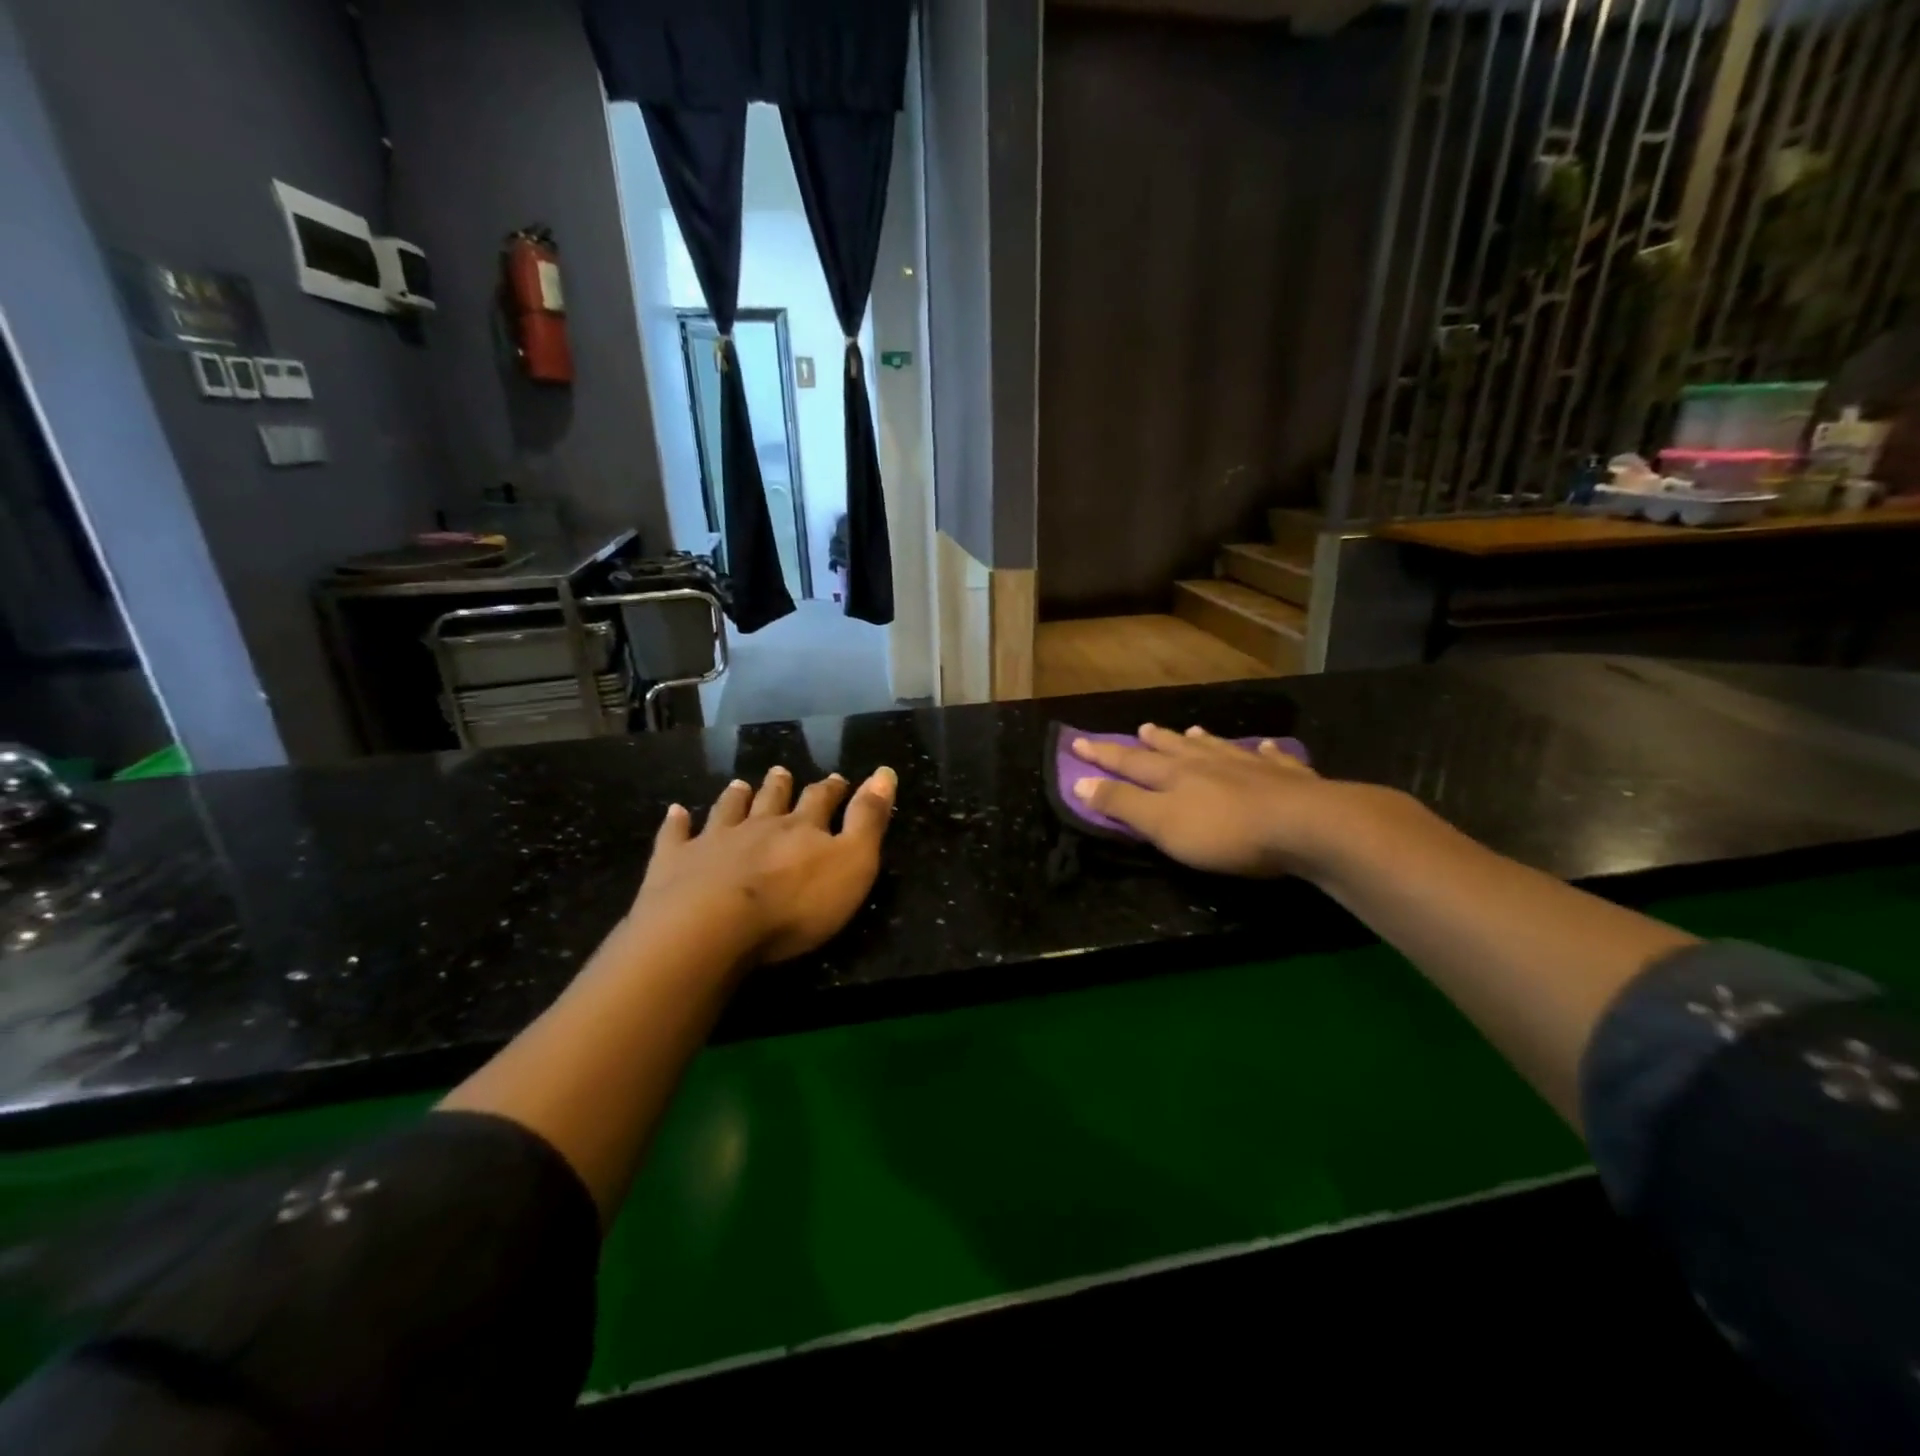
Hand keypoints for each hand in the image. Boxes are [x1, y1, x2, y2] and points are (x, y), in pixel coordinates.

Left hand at [631, 765, 895, 966]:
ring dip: (736, 798)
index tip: (837, 779)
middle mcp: (758, 826)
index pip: (821, 801)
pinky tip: (675, 812)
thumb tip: (885, 772)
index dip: (831, 790)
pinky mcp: (674, 863)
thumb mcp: (852, 863)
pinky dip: (677, 823)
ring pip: (727, 811)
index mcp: (801, 829)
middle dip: (780, 786)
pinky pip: (675, 836)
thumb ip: (868, 820)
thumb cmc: (794, 903)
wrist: (711, 926)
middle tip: (781, 771)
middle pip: (771, 800)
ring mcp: (713, 841)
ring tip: (739, 785)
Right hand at [1070, 724, 1355, 877]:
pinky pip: (1271, 759)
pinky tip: (1267, 748)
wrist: (1304, 825)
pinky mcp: (1287, 779)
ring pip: (1218, 748)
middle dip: (1153, 741)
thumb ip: (1122, 804)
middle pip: (1174, 748)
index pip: (1129, 762)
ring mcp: (1249, 766)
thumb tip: (1080, 781)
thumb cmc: (1224, 831)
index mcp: (1174, 775)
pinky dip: (1264, 753)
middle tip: (1141, 729)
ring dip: (1201, 741)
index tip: (1079, 742)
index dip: (1102, 755)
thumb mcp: (1161, 824)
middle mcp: (1208, 763)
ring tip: (1192, 731)